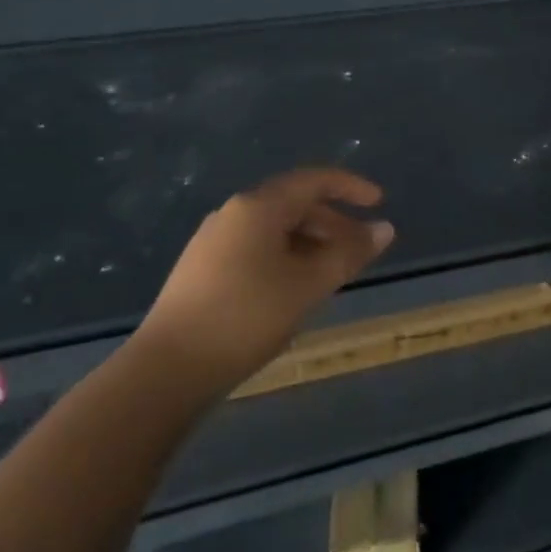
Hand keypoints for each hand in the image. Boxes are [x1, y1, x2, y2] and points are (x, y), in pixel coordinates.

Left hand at [134, 168, 393, 400]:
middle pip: (295, 204)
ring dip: (311, 243)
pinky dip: (286, 257)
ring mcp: (213, 242)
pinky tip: (295, 289)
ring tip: (333, 273)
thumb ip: (350, 253)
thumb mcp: (309, 285)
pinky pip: (256, 248)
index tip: (379, 203)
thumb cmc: (246, 316)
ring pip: (275, 230)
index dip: (351, 187)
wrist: (166, 371)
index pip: (314, 180)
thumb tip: (385, 228)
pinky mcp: (202, 270)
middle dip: (333, 223)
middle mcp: (234, 214)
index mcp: (259, 207)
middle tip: (361, 249)